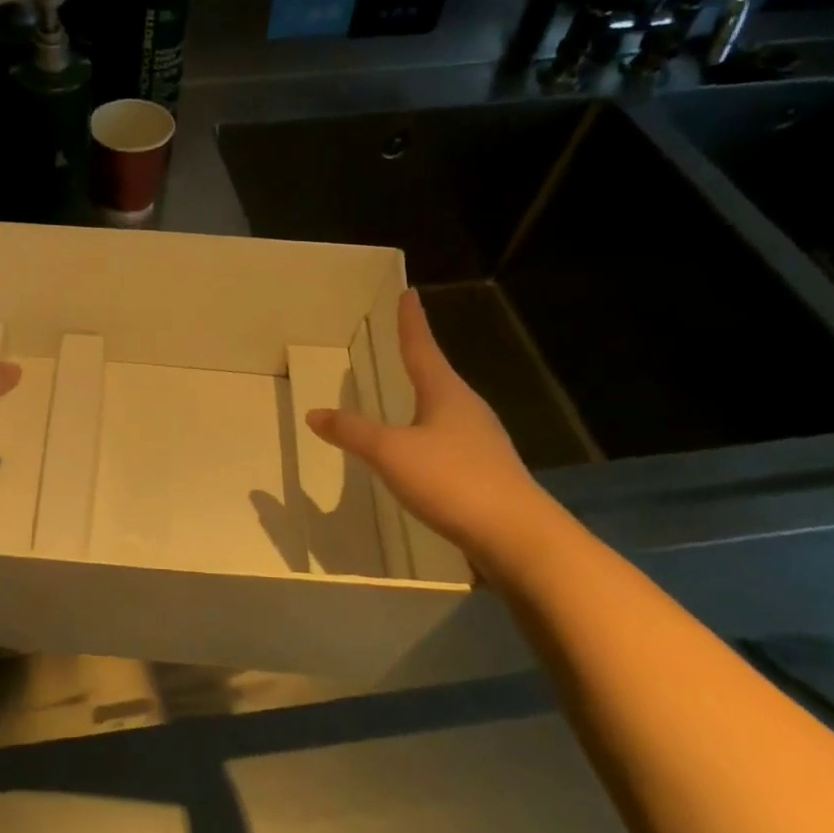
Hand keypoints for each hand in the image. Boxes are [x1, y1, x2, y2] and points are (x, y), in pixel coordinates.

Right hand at [306, 288, 547, 561]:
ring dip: (425, 398)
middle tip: (401, 343)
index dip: (411, 322)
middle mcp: (468, 411)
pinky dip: (428, 435)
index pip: (423, 348)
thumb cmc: (452, 480)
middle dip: (419, 359)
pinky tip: (419, 451)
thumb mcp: (391, 452)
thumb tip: (315, 413)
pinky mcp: (485, 473)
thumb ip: (353, 431)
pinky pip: (449, 441)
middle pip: (438, 376)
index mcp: (447, 394)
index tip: (408, 294)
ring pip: (445, 410)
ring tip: (406, 394)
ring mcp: (481, 443)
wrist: (518, 538)